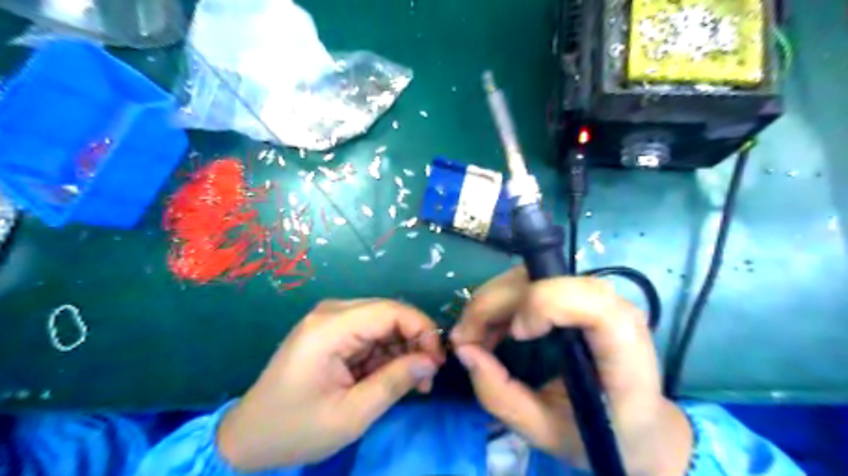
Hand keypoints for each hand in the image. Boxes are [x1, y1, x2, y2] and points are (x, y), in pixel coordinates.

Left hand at [215, 299, 444, 469]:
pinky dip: (387, 354)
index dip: (422, 330)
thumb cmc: (295, 429)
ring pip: (383, 323)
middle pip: (389, 313)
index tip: (437, 362)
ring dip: (402, 349)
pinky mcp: (332, 331)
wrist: (248, 437)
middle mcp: (331, 313)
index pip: (391, 311)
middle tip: (427, 377)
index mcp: (330, 327)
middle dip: (414, 341)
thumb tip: (431, 361)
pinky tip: (390, 377)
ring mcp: (330, 320)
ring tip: (412, 383)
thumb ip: (394, 382)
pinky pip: (371, 333)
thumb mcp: (351, 415)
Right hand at [450, 268, 686, 475]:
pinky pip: (530, 283)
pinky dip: (501, 302)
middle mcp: (613, 310)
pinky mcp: (576, 296)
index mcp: (623, 350)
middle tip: (463, 337)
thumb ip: (502, 397)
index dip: (545, 304)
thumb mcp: (547, 432)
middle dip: (493, 303)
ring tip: (472, 334)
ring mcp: (594, 297)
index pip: (591, 302)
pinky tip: (489, 328)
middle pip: (544, 279)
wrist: (641, 427)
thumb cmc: (603, 436)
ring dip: (492, 300)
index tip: (516, 335)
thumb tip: (464, 351)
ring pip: (531, 275)